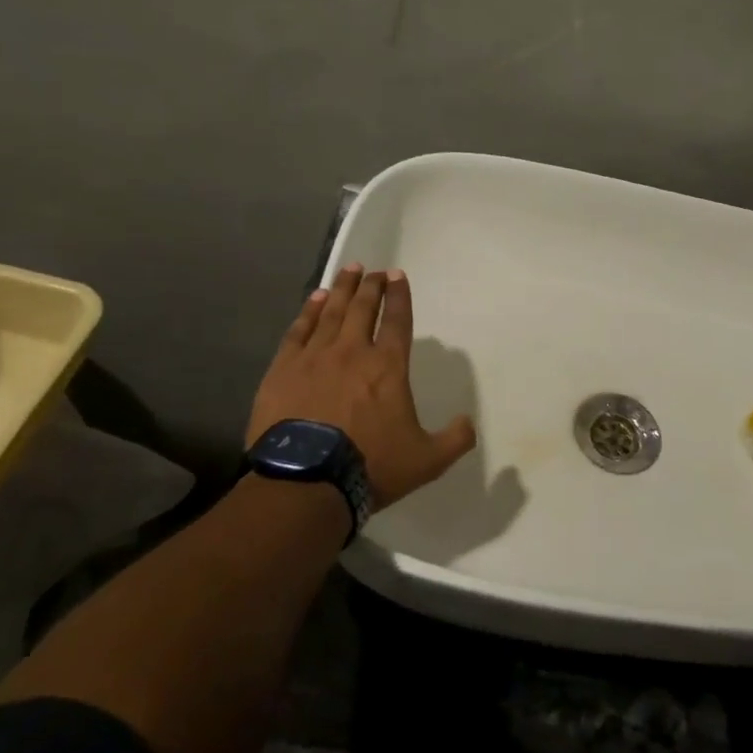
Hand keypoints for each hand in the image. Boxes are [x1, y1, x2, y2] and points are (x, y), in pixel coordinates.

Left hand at [247, 265, 476, 507]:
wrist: (306, 481)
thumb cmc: (370, 466)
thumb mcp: (427, 460)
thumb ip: (454, 439)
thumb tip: (469, 423)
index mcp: (388, 366)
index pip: (397, 320)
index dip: (399, 296)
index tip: (398, 275)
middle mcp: (352, 351)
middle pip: (363, 308)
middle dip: (371, 286)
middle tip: (374, 271)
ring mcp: (314, 357)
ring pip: (331, 312)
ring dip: (343, 289)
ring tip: (349, 271)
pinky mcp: (283, 369)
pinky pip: (299, 330)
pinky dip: (308, 311)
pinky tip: (315, 299)